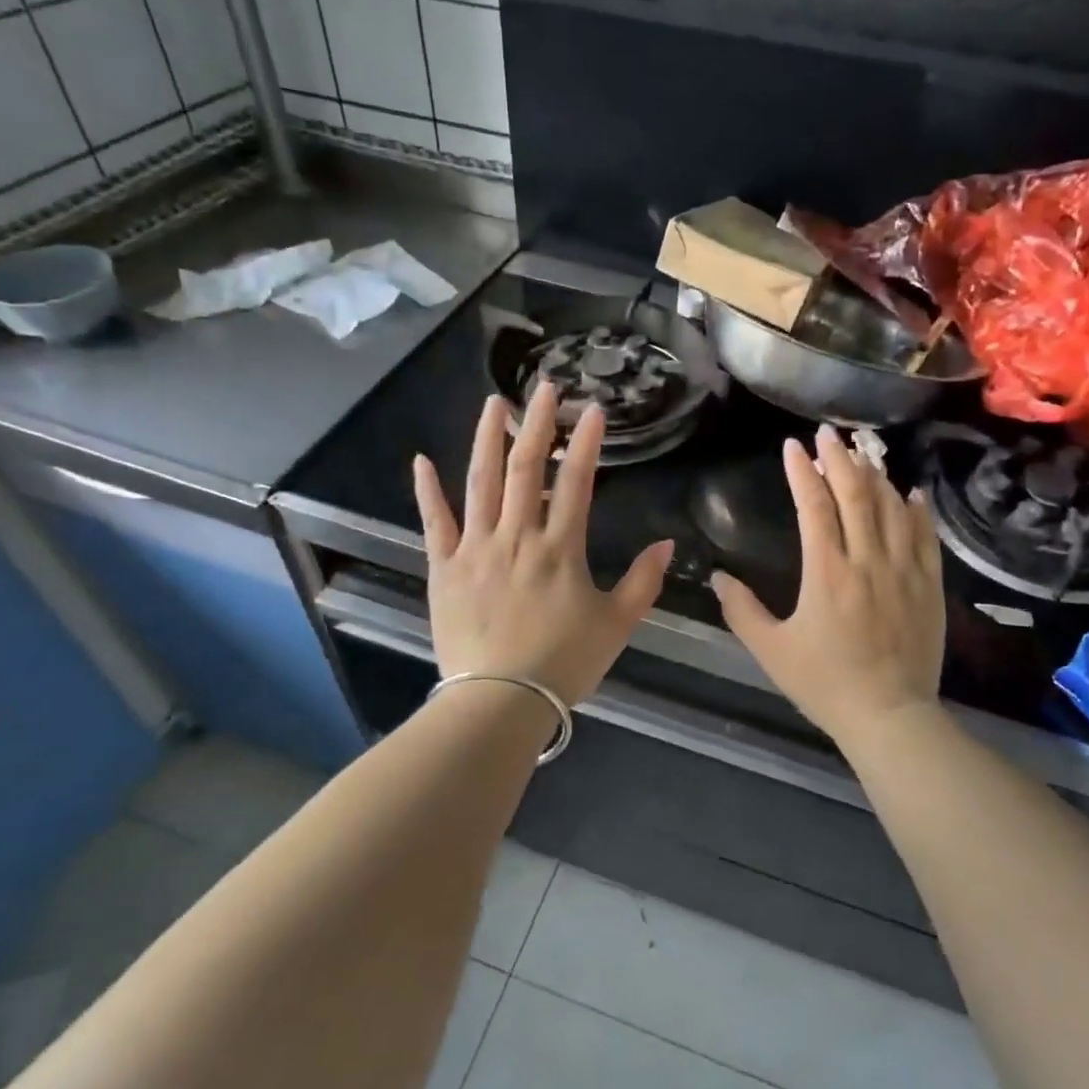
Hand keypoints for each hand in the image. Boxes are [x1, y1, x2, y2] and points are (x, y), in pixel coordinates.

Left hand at [413, 385, 673, 705]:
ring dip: (487, 439)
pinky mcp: (444, 568)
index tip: (593, 410)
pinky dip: (428, 491)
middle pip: (526, 469)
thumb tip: (666, 545)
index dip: (586, 444)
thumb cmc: (563, 663)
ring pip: (480, 482)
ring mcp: (475, 549)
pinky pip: (435, 522)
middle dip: (537, 424)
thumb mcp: (616, 625)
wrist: (499, 700)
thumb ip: (643, 582)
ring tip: (493, 404)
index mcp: (560, 548)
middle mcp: (517, 536)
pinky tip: (422, 461)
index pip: (576, 483)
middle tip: (544, 388)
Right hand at [711, 425, 945, 747]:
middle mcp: (867, 560)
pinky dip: (915, 511)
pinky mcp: (928, 586)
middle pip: (855, 495)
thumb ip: (742, 610)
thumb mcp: (772, 650)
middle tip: (828, 433)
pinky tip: (909, 493)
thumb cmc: (825, 683)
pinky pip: (925, 537)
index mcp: (826, 572)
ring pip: (891, 508)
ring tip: (864, 452)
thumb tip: (718, 577)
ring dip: (875, 476)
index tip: (792, 446)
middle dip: (839, 459)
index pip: (813, 506)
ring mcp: (904, 571)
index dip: (801, 472)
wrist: (889, 716)